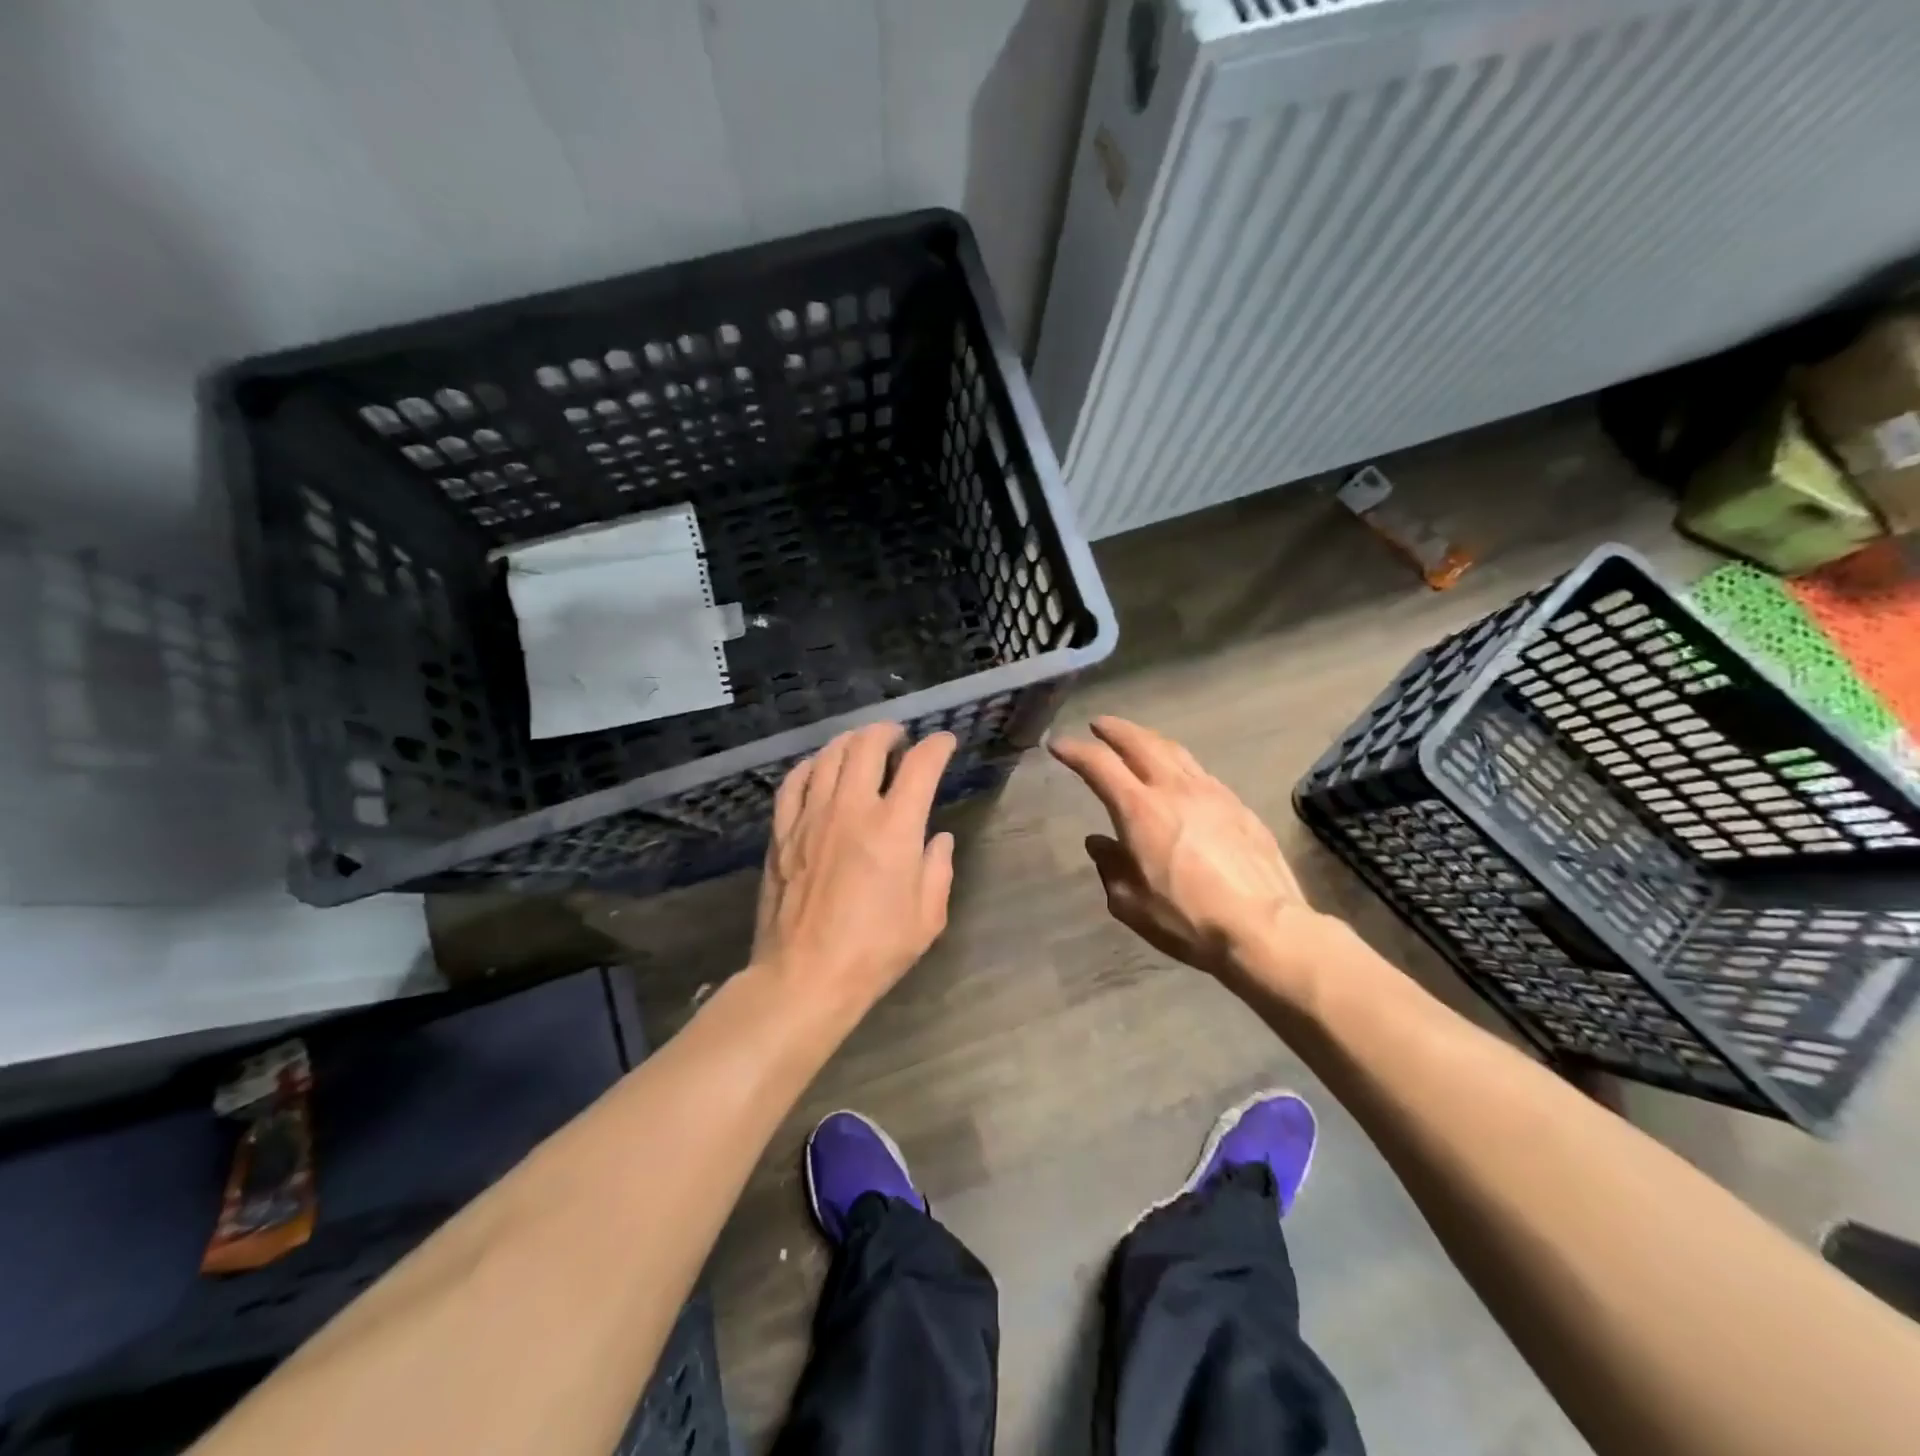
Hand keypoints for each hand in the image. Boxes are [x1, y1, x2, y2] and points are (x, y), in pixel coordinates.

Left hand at [752, 723, 957, 1019]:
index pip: (920, 766)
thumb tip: (938, 839)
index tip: (944, 742)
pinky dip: (812, 766)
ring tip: (862, 745)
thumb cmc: (874, 951)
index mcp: (894, 828)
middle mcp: (851, 809)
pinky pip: (794, 782)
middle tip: (899, 738)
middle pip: (867, 745)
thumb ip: (938, 870)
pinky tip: (820, 769)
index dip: (937, 746)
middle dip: (888, 732)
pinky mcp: (782, 832)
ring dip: (851, 741)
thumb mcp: (927, 918)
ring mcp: (811, 817)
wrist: (804, 977)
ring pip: (829, 755)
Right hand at [1050, 717, 1317, 991]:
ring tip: (1138, 740)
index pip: (1100, 766)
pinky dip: (1180, 765)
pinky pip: (1202, 773)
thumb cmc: (1186, 919)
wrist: (1263, 928)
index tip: (1059, 744)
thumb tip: (1099, 843)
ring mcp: (1212, 794)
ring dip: (1150, 740)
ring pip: (1176, 751)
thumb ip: (1110, 866)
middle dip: (1116, 730)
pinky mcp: (1239, 807)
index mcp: (1140, 810)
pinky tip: (1181, 777)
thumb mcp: (1130, 903)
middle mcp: (1175, 790)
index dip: (1076, 751)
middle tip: (1100, 725)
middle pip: (1141, 743)